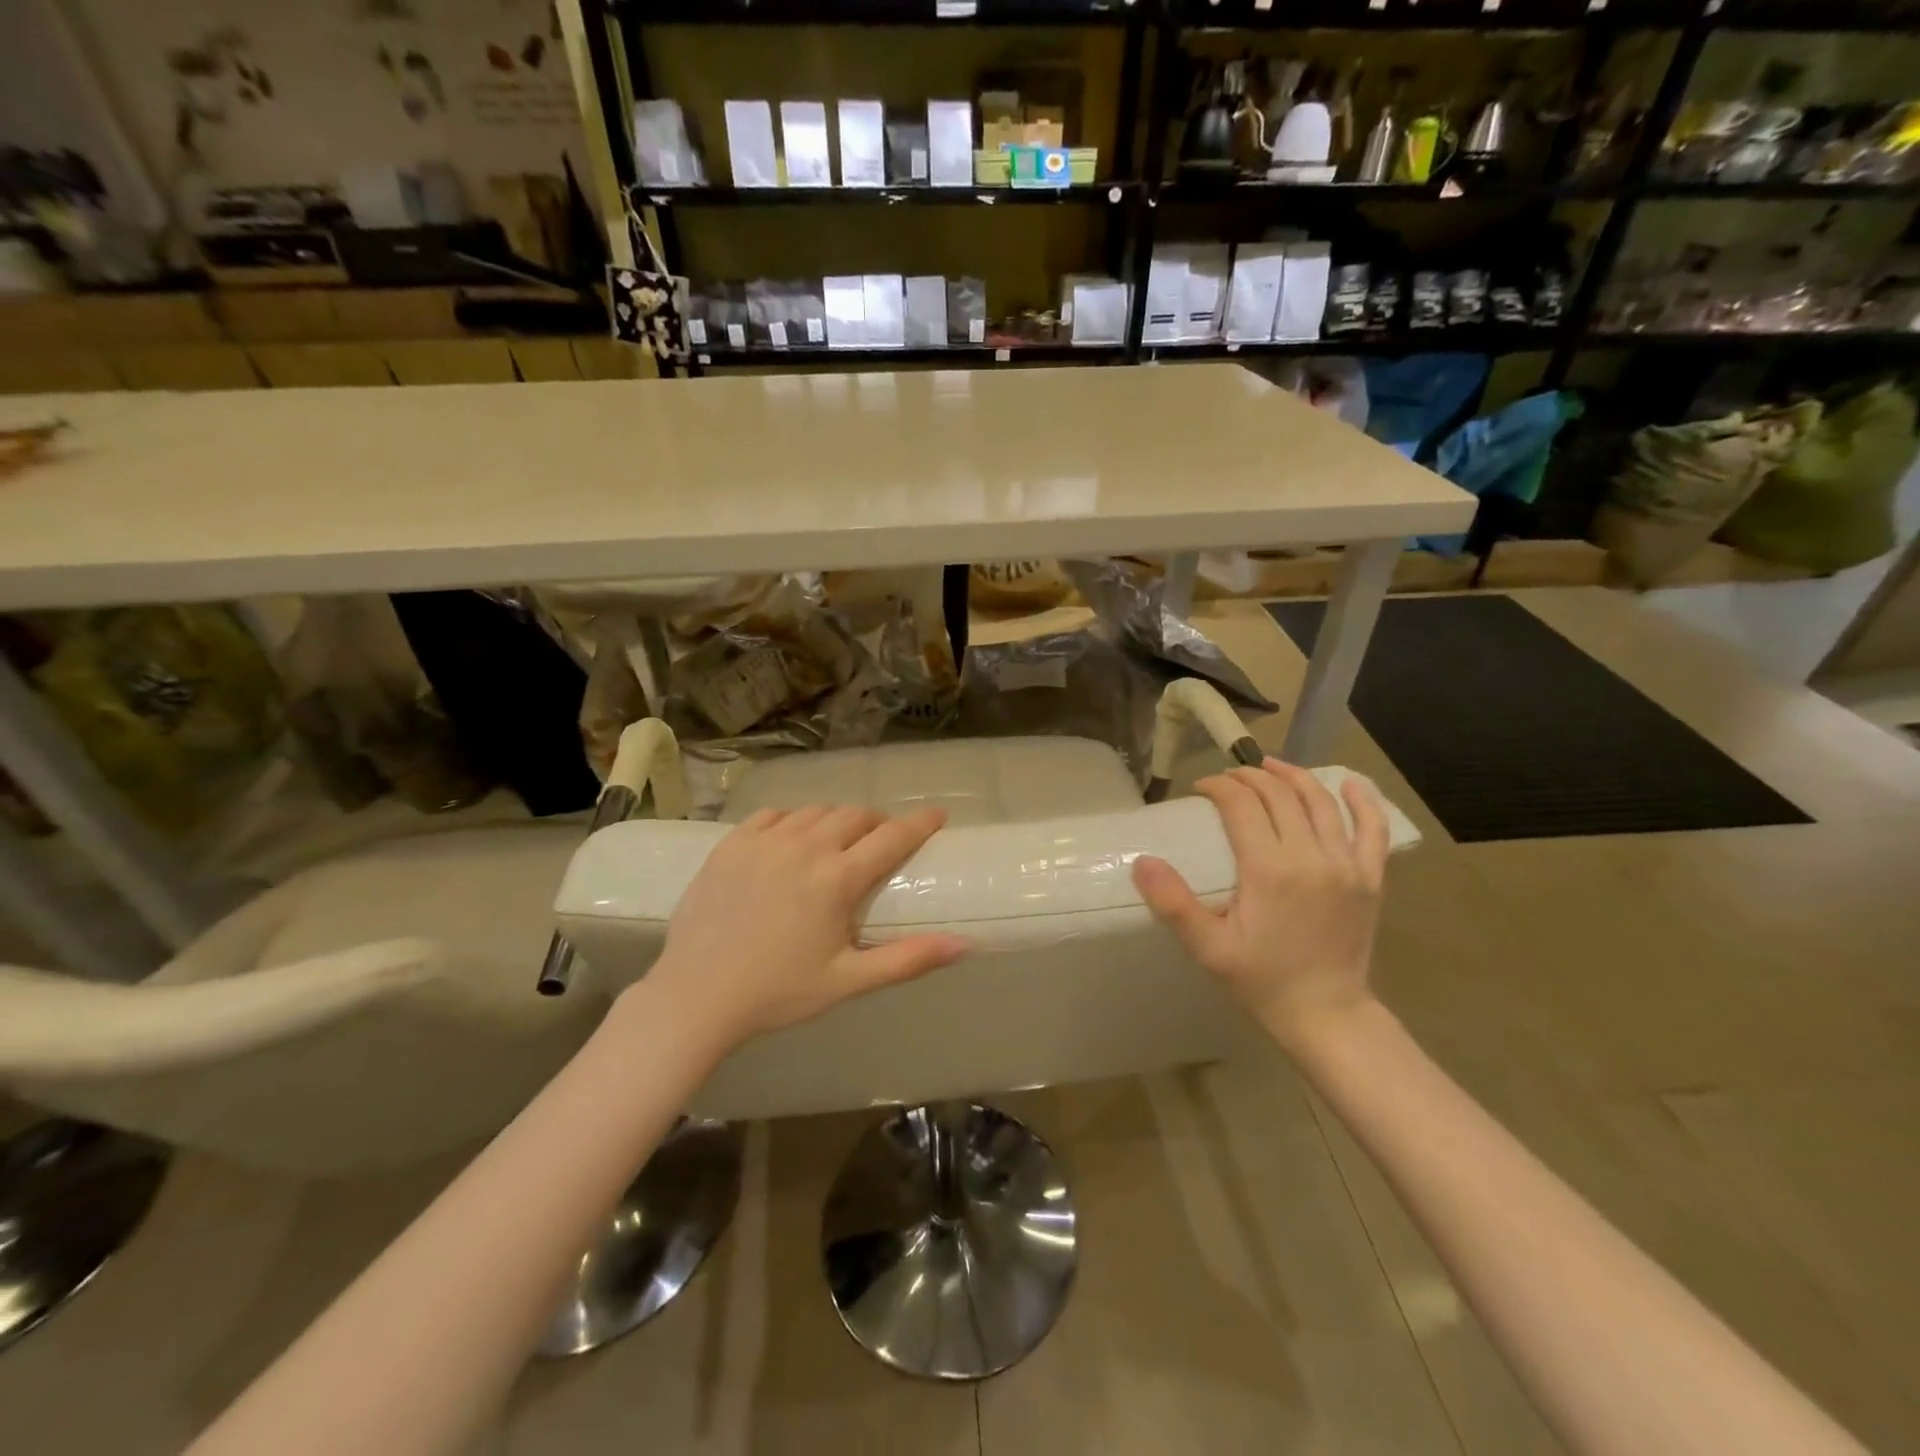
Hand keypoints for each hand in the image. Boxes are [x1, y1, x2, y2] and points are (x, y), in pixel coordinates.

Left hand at [644, 805, 967, 1050]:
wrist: (696, 996)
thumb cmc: (778, 992)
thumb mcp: (848, 981)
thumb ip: (907, 960)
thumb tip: (964, 945)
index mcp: (836, 879)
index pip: (891, 837)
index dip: (920, 823)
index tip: (938, 814)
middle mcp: (804, 848)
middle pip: (854, 815)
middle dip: (876, 823)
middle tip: (881, 841)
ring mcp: (764, 841)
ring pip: (814, 812)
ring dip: (836, 821)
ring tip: (837, 842)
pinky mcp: (731, 843)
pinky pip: (773, 815)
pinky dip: (792, 821)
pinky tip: (791, 840)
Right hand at [1132, 759, 1388, 1048]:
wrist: (1326, 1014)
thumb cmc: (1261, 980)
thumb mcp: (1208, 948)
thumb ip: (1174, 904)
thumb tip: (1143, 861)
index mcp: (1269, 870)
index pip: (1241, 804)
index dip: (1218, 786)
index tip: (1200, 789)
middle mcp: (1311, 856)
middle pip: (1279, 794)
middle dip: (1249, 776)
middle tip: (1226, 779)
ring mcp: (1347, 864)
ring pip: (1320, 801)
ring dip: (1292, 776)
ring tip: (1269, 766)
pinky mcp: (1371, 877)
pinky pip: (1373, 828)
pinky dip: (1364, 801)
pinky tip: (1350, 783)